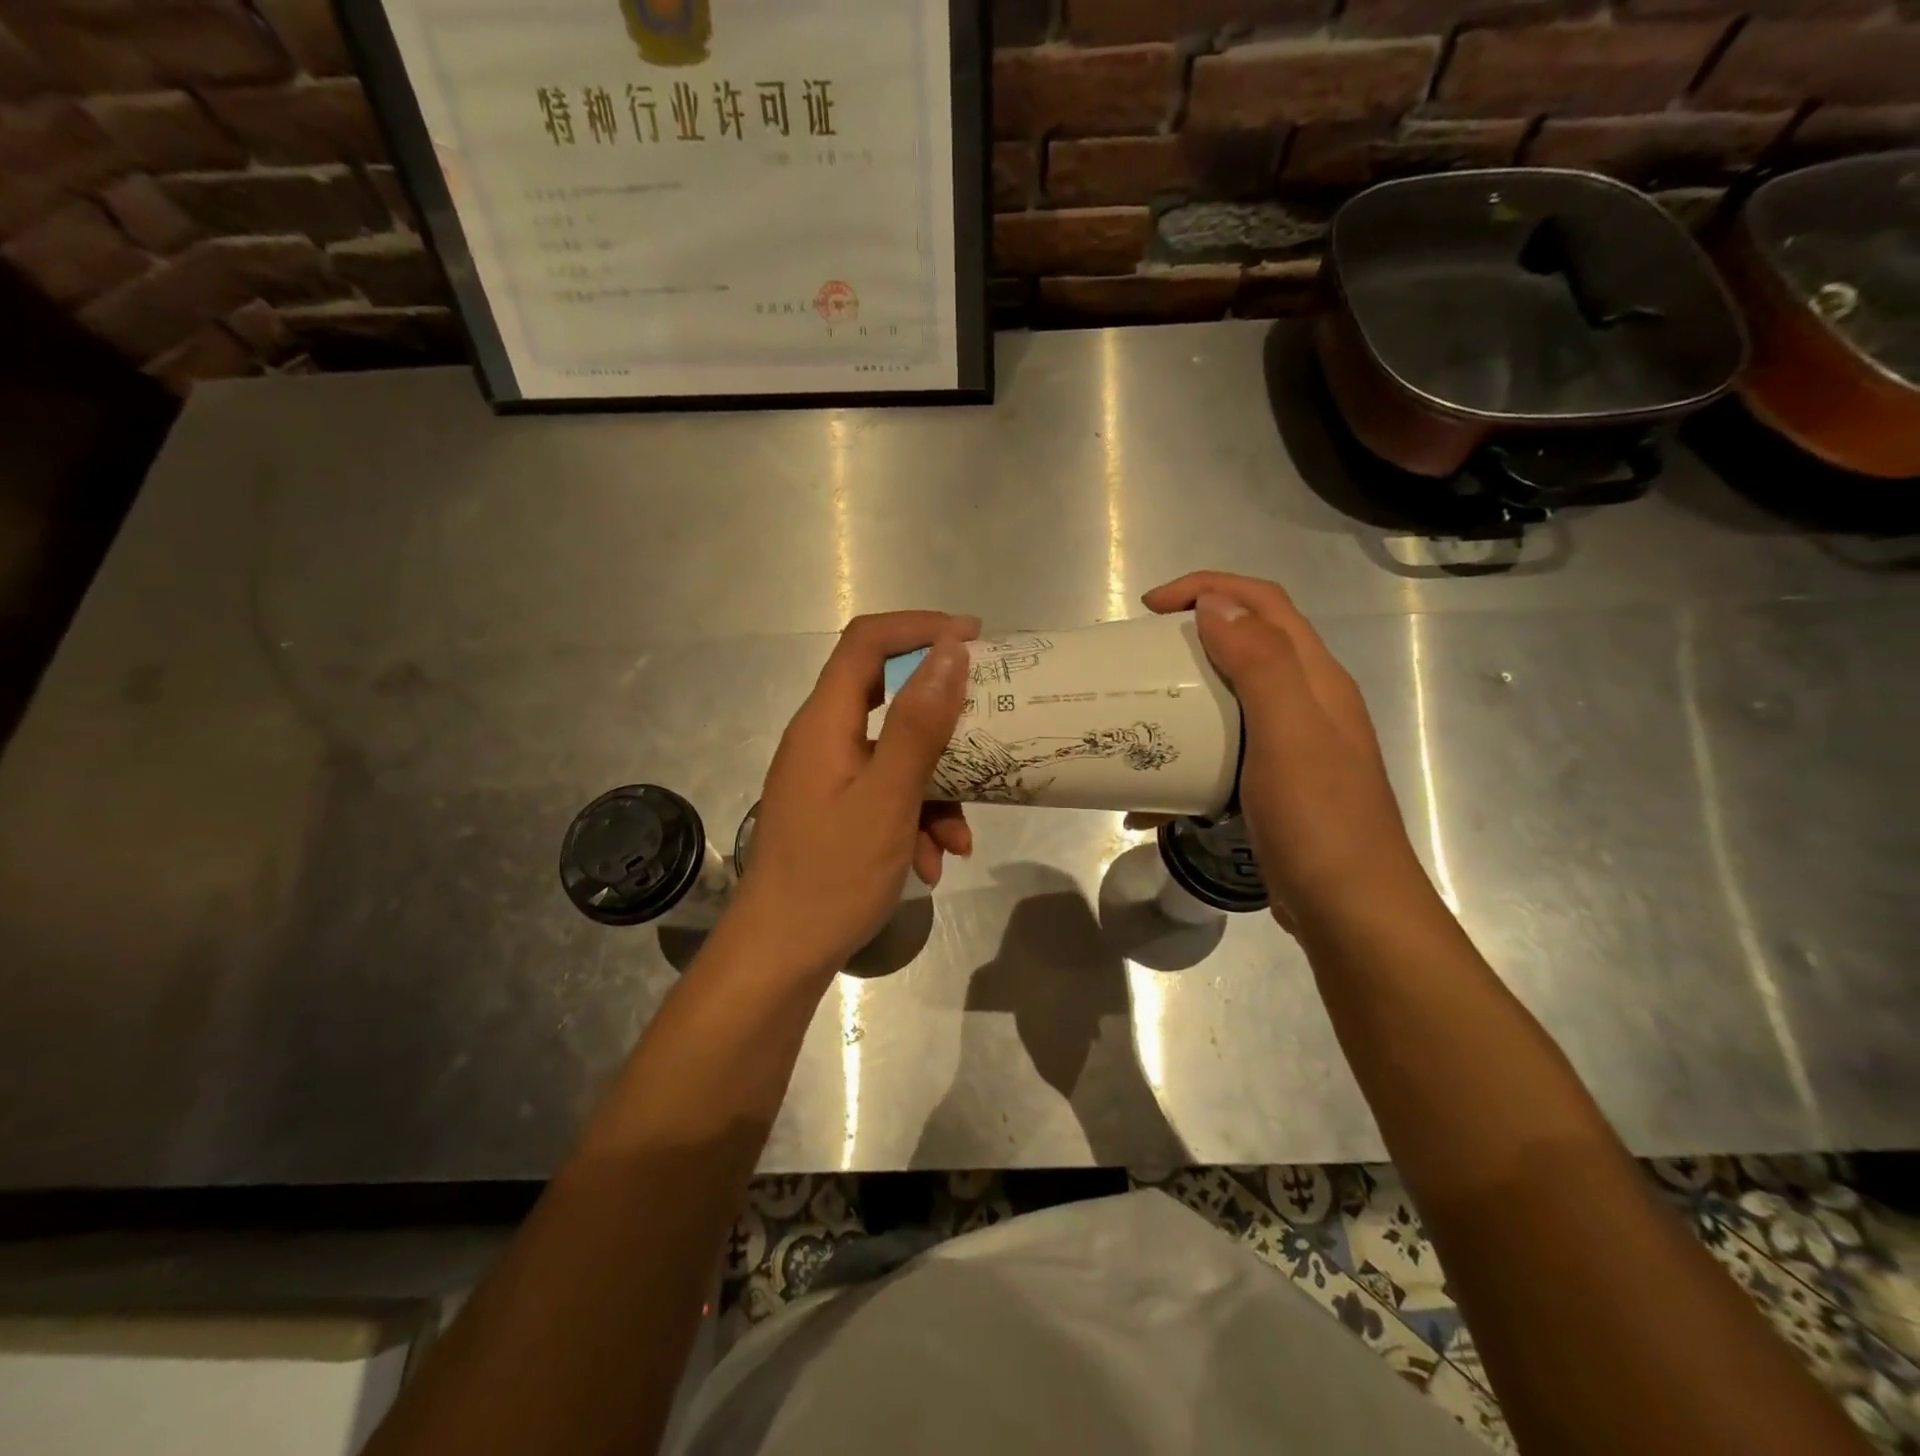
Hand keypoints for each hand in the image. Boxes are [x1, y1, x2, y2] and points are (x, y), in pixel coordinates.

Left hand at [730, 611, 977, 977]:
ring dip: (936, 788)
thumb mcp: (887, 798)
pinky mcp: (837, 811)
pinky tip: (932, 862)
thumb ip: (918, 724)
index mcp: (824, 723)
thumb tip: (949, 652)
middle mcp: (823, 740)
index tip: (974, 638)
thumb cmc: (832, 875)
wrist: (781, 956)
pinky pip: (886, 794)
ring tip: (958, 838)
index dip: (918, 628)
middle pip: (886, 696)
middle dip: (942, 716)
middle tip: (988, 719)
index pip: (866, 643)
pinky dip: (916, 819)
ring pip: (895, 756)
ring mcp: (829, 778)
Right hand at [1142, 572, 1425, 929]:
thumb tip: (1216, 603)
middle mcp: (1307, 703)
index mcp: (1315, 679)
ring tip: (1142, 711)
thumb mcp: (1288, 732)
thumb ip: (1259, 662)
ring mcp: (1292, 746)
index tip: (1151, 608)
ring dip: (1187, 693)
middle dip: (1193, 634)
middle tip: (1142, 655)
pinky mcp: (1274, 785)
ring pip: (1232, 697)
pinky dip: (1189, 755)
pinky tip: (1156, 790)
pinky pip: (1224, 751)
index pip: (1264, 604)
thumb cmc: (1319, 818)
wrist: (1351, 910)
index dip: (1208, 588)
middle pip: (1249, 643)